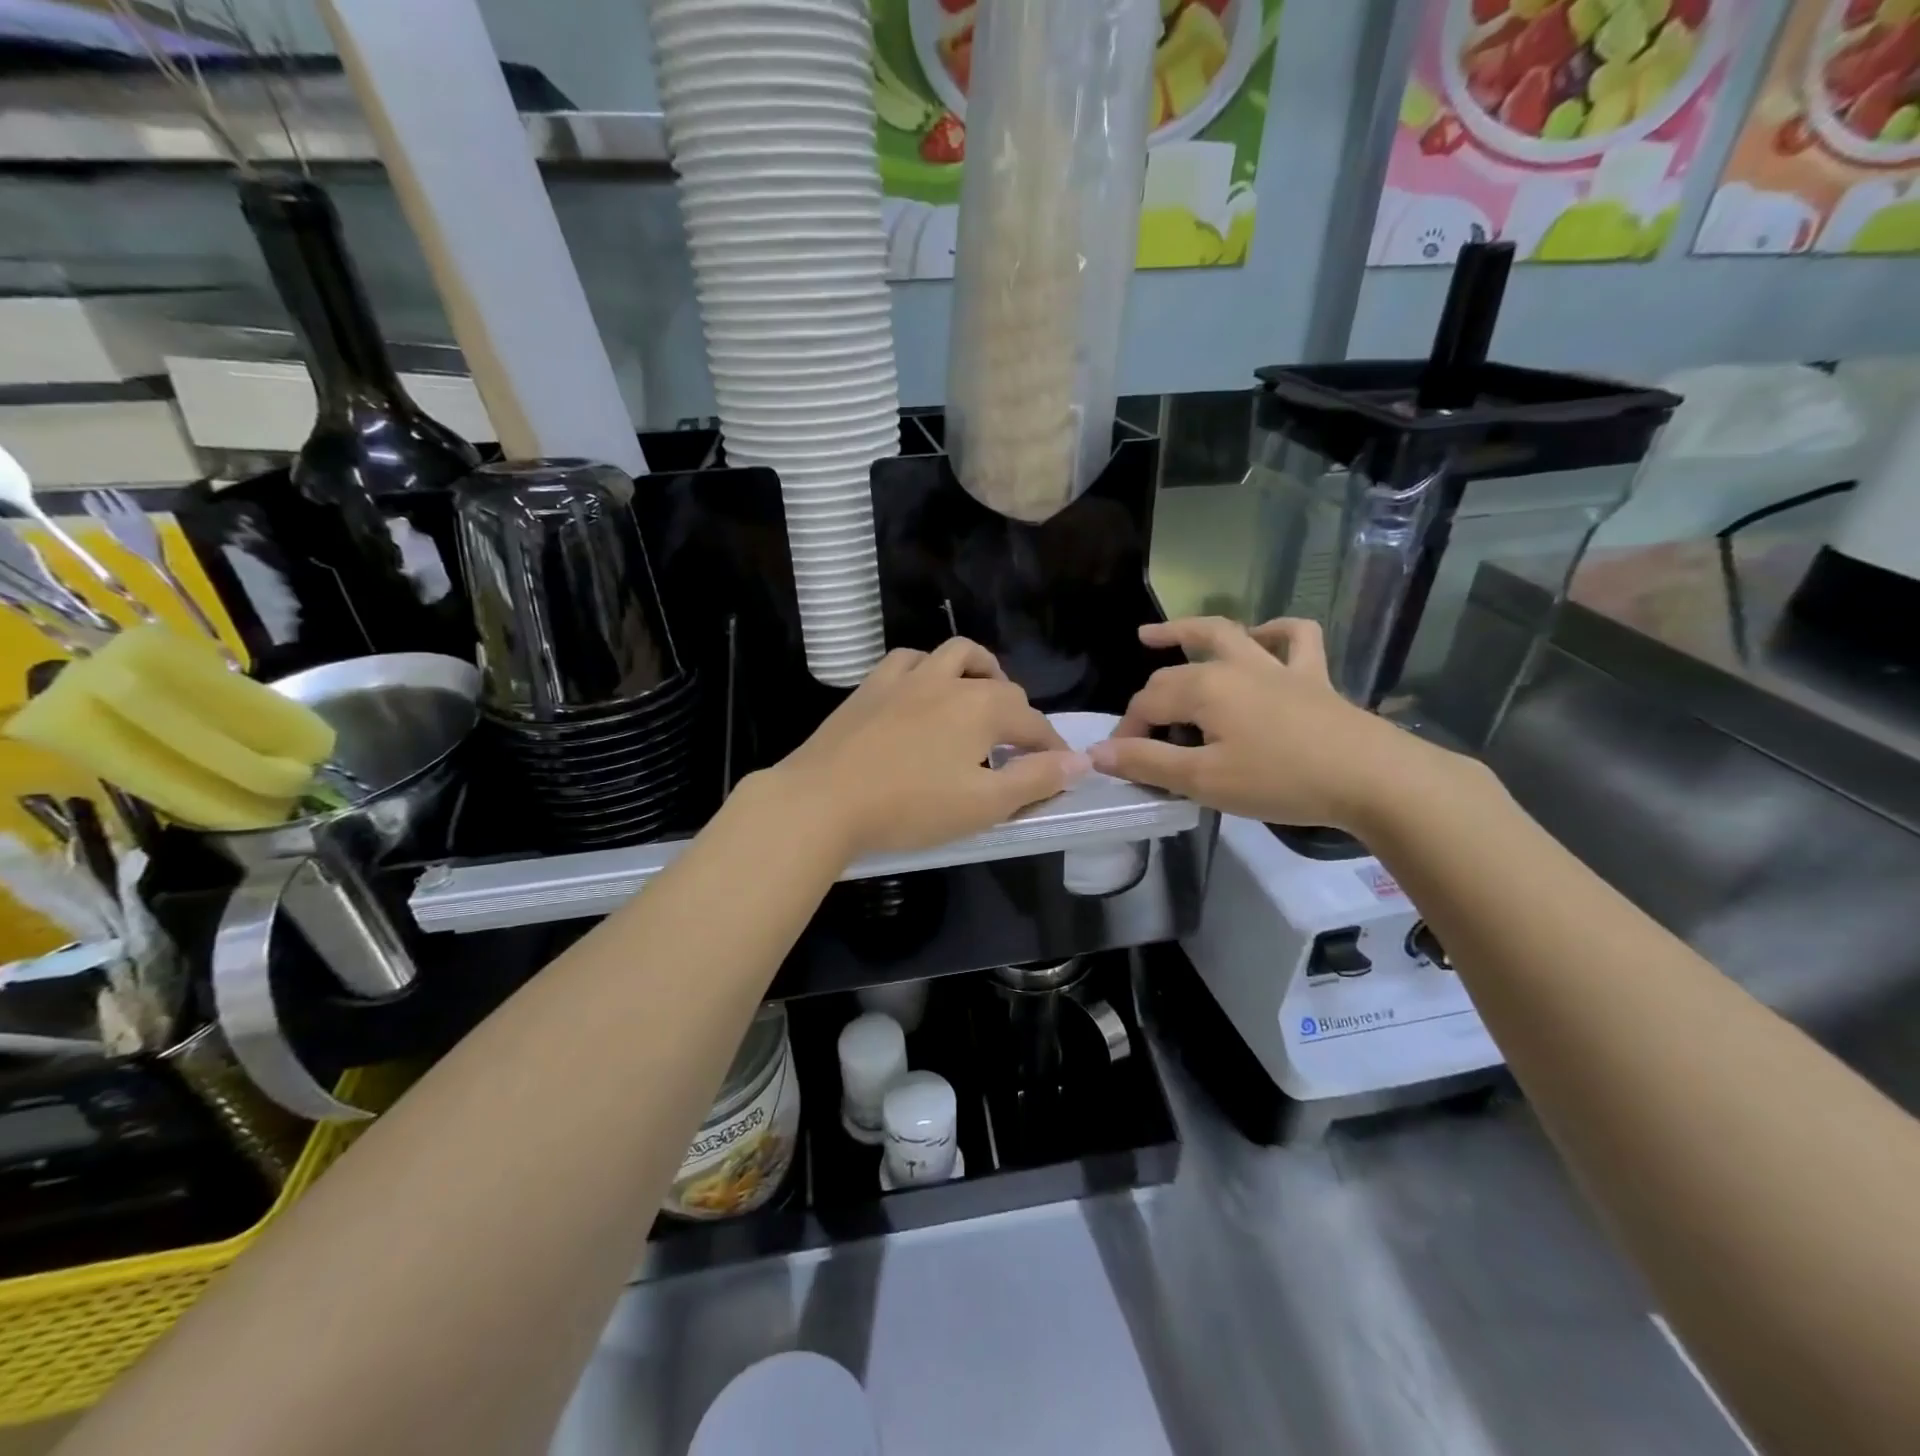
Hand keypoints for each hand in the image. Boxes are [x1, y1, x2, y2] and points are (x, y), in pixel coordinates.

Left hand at [759, 639, 1087, 861]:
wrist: (822, 801)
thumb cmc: (909, 809)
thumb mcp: (983, 806)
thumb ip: (1036, 781)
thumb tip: (1080, 761)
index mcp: (981, 708)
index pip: (1032, 722)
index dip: (1050, 747)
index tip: (1057, 769)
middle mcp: (949, 681)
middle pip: (999, 686)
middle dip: (1018, 713)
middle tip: (1016, 747)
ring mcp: (906, 678)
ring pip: (955, 655)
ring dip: (979, 671)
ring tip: (980, 697)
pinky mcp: (871, 686)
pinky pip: (908, 660)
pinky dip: (927, 668)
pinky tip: (923, 689)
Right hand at [1087, 617, 1431, 831]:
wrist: (1372, 778)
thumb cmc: (1280, 780)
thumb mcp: (1203, 781)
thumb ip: (1148, 764)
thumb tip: (1098, 753)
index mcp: (1203, 689)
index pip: (1147, 704)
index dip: (1127, 734)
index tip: (1122, 765)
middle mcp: (1234, 666)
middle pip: (1175, 673)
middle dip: (1148, 700)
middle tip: (1138, 731)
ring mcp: (1276, 666)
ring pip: (1225, 634)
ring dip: (1188, 631)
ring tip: (1157, 636)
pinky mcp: (1313, 676)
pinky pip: (1296, 639)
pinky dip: (1275, 632)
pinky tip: (1261, 638)